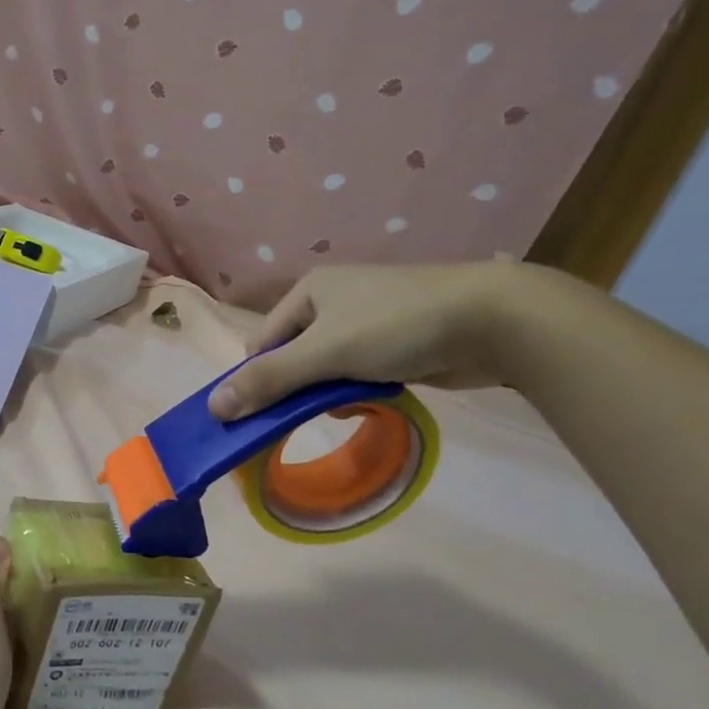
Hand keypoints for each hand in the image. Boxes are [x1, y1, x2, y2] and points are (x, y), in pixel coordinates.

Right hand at [208, 262, 541, 419]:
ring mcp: (366, 321)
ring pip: (324, 368)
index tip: (262, 413)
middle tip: (302, 416)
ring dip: (328, 392)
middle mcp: (332, 301)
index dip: (258, 378)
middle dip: (296, 388)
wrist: (495, 321)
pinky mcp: (394, 342)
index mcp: (309, 291)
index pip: (262, 343)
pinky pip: (356, 372)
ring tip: (346, 406)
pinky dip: (356, 390)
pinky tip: (371, 401)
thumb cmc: (397, 326)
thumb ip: (269, 380)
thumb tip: (213, 408)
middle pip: (292, 356)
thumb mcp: (325, 353)